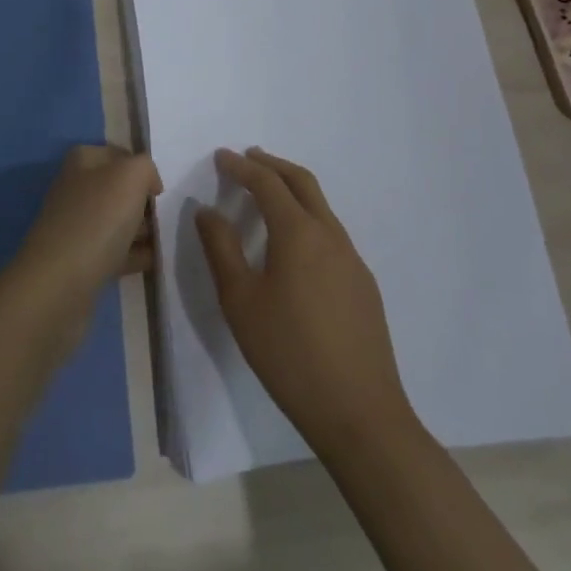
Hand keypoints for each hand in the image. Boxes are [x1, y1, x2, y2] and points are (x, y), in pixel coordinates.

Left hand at [11, 145, 160, 315]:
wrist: (62, 281)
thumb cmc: (99, 217)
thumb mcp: (131, 175)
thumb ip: (146, 167)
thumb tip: (148, 183)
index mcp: (82, 161)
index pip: (117, 154)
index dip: (141, 167)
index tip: (161, 188)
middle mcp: (75, 189)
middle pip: (118, 189)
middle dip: (143, 201)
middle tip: (168, 215)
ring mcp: (76, 225)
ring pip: (117, 221)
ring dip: (142, 229)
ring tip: (167, 239)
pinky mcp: (80, 260)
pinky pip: (115, 251)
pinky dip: (134, 255)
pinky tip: (155, 261)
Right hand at [196, 148, 416, 454]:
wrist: (360, 413)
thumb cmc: (288, 353)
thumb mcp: (240, 301)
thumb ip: (221, 248)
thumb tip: (207, 210)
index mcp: (298, 233)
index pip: (267, 183)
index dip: (242, 166)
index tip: (221, 157)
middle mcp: (330, 235)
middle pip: (302, 182)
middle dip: (272, 164)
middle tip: (247, 158)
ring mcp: (352, 260)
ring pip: (321, 206)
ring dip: (292, 190)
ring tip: (267, 194)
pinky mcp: (363, 284)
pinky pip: (331, 232)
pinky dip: (307, 217)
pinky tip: (294, 243)